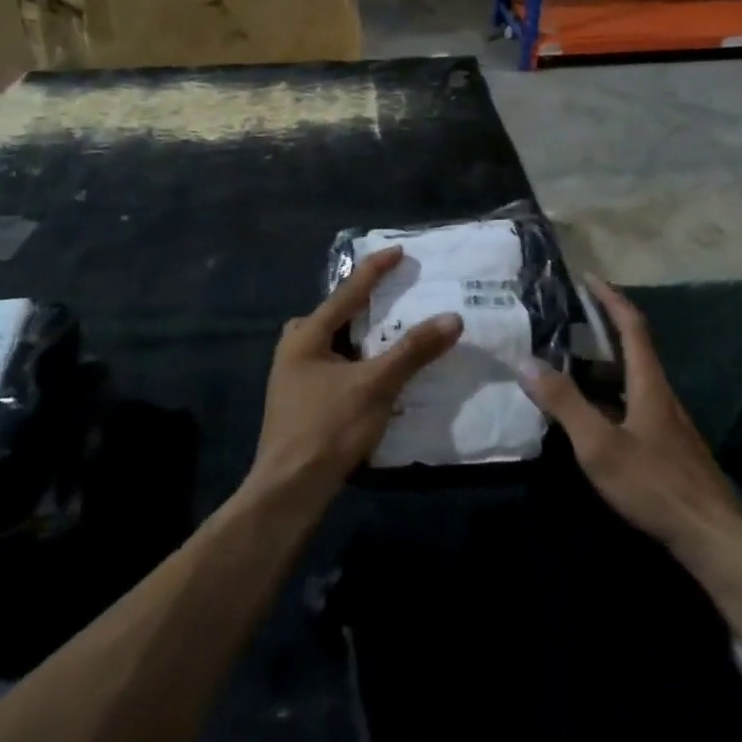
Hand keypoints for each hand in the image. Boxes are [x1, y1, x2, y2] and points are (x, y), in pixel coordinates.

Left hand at [249, 247, 463, 498]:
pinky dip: (355, 362)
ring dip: (358, 337)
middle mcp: (294, 351)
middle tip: (390, 299)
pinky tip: (375, 375)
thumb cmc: (328, 428)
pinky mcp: (300, 404)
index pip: (347, 292)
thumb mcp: (376, 385)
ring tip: (388, 335)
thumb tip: (452, 318)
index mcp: (306, 337)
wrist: (289, 491)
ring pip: (330, 344)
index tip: (398, 251)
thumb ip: (413, 350)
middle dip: (359, 305)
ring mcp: (292, 379)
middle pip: (331, 316)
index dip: (375, 270)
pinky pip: (332, 367)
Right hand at [520, 277, 741, 558]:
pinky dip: (607, 395)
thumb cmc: (654, 483)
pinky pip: (631, 403)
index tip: (588, 278)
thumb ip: (564, 403)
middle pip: (632, 349)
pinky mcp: (666, 445)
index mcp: (649, 382)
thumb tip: (525, 362)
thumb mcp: (600, 444)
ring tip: (566, 362)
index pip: (631, 325)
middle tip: (566, 318)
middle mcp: (660, 393)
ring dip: (602, 364)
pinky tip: (589, 415)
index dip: (610, 298)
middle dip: (602, 327)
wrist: (711, 535)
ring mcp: (666, 420)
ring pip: (630, 379)